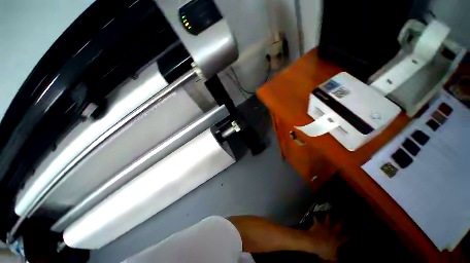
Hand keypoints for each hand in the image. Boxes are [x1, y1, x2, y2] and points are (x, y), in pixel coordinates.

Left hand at [308, 214, 347, 260]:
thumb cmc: (324, 251)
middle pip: (339, 225)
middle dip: (342, 221)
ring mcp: (325, 226)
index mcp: (337, 240)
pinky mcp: (318, 223)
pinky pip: (316, 219)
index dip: (348, 238)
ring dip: (329, 216)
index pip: (345, 239)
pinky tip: (315, 215)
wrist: (314, 242)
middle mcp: (333, 231)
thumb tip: (337, 260)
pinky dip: (315, 218)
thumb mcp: (331, 257)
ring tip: (329, 213)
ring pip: (328, 219)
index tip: (350, 236)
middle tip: (344, 217)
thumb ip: (334, 257)